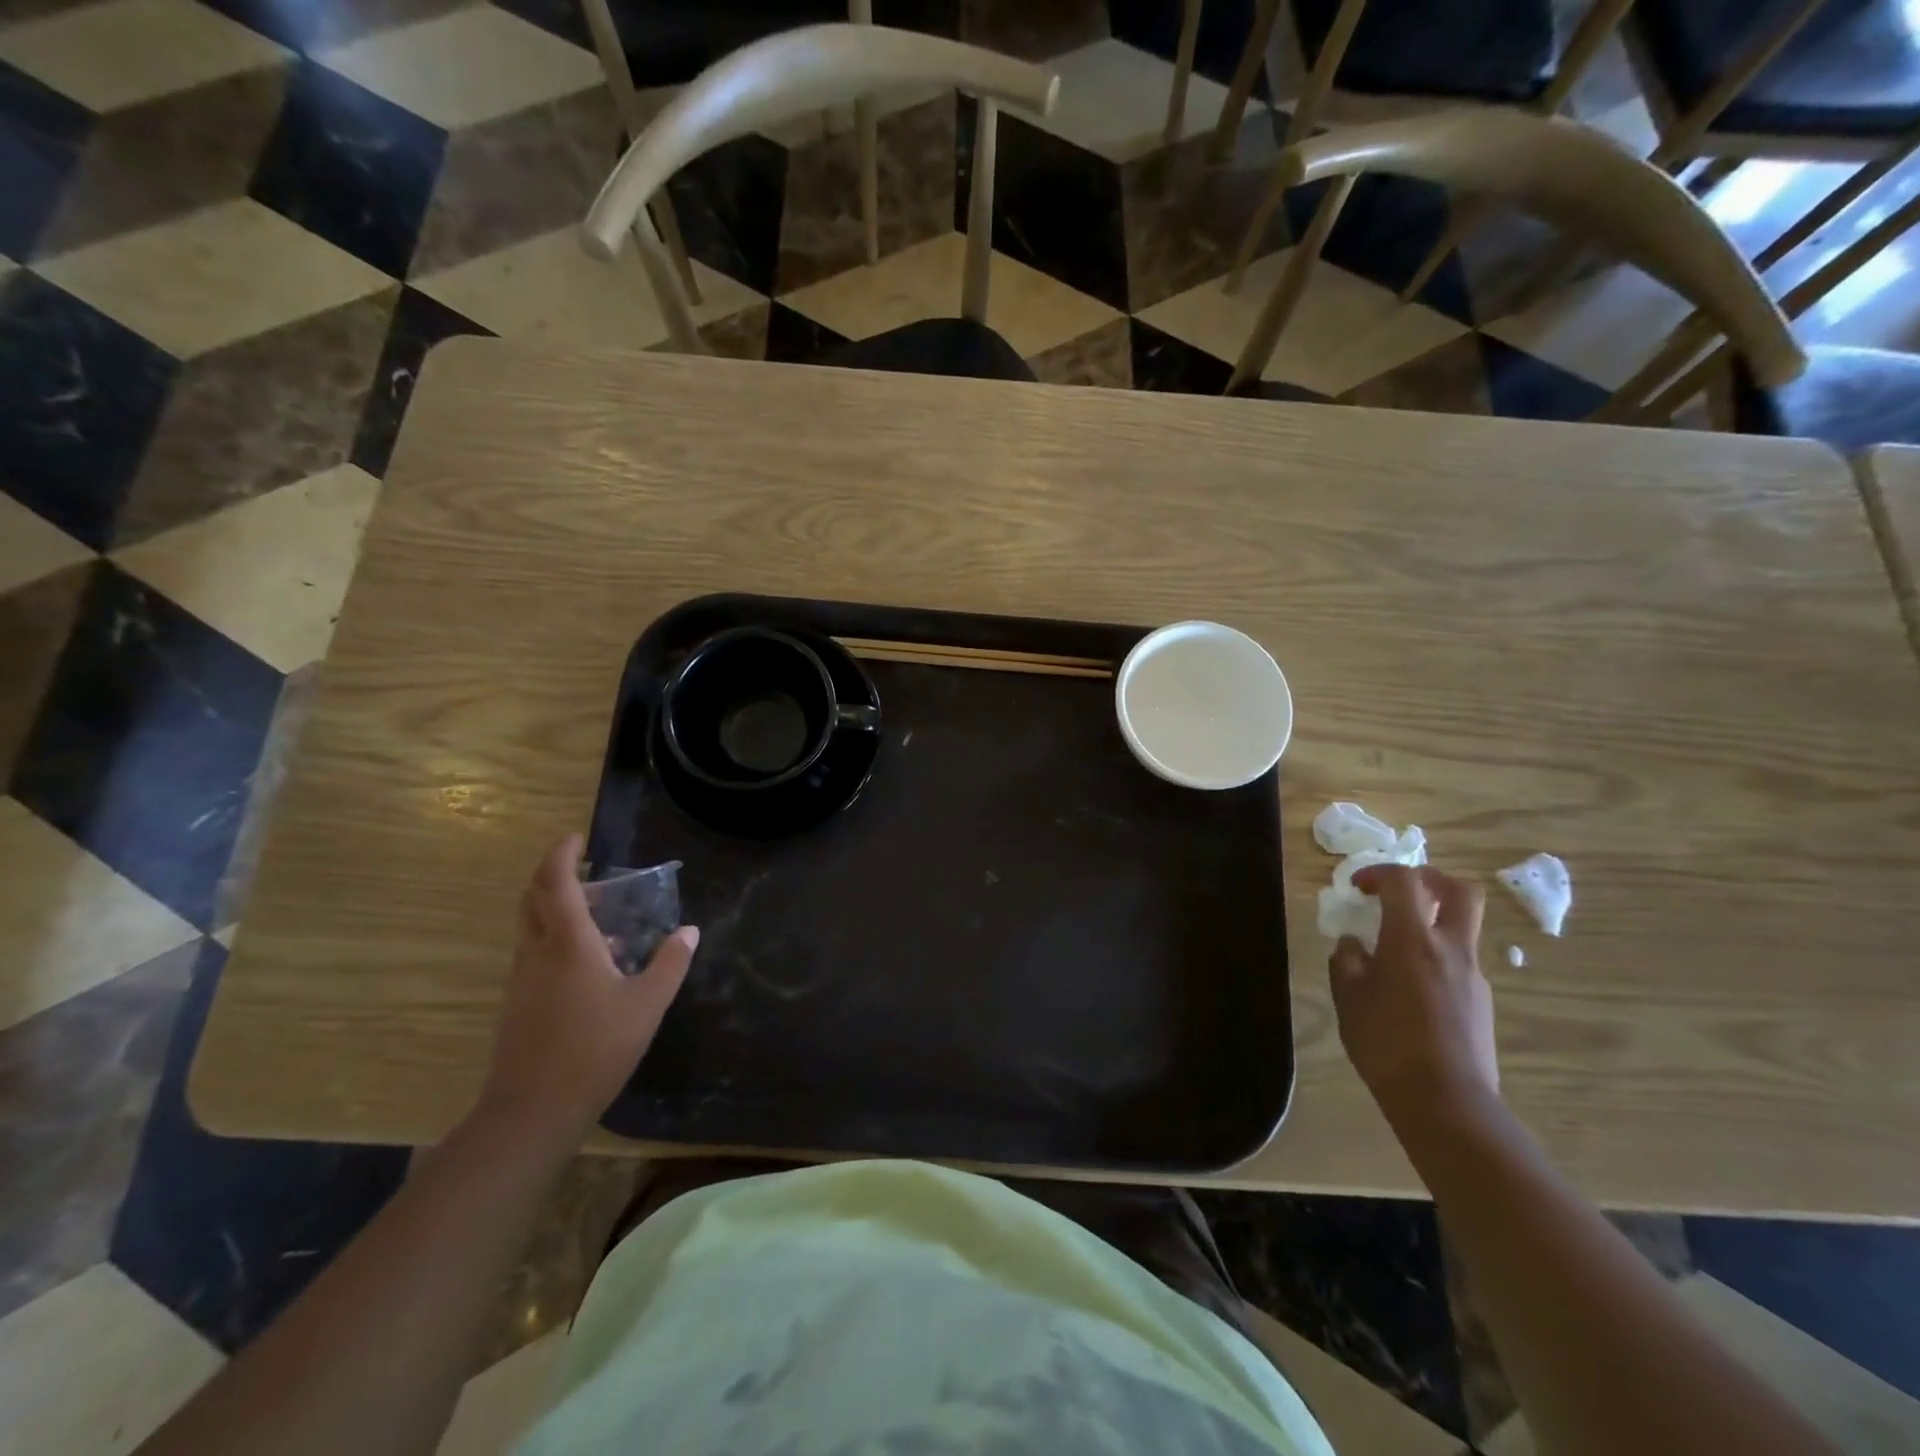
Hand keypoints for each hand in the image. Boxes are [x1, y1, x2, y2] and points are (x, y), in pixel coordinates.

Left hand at [479, 833, 698, 1140]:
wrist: (533, 1110)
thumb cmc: (595, 1048)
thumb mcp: (648, 1004)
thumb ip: (670, 963)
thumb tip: (690, 931)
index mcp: (569, 943)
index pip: (556, 883)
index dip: (562, 855)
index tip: (576, 838)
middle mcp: (538, 952)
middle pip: (532, 898)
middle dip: (554, 876)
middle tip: (588, 872)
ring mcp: (522, 979)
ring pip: (531, 927)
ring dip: (556, 909)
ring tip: (599, 916)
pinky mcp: (517, 1004)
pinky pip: (534, 953)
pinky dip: (556, 940)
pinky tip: (590, 964)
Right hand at [1330, 865, 1497, 1125]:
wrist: (1446, 1102)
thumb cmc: (1386, 1042)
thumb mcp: (1348, 998)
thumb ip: (1347, 961)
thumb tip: (1353, 944)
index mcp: (1412, 939)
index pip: (1405, 881)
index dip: (1379, 873)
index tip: (1357, 888)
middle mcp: (1450, 948)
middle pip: (1459, 891)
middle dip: (1430, 880)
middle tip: (1401, 891)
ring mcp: (1472, 975)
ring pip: (1461, 928)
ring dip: (1431, 923)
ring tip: (1394, 949)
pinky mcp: (1481, 1002)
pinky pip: (1458, 962)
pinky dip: (1435, 957)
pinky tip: (1409, 989)